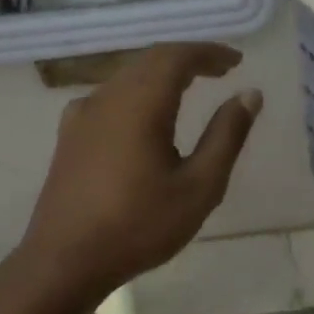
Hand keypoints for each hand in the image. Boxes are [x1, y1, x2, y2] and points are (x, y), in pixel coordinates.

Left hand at [21, 43, 261, 296]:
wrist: (64, 261)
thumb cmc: (139, 225)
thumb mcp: (199, 186)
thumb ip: (226, 136)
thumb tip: (249, 94)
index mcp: (141, 103)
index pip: (177, 56)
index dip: (209, 53)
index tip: (236, 61)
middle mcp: (108, 97)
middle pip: (151, 61)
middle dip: (188, 60)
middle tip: (220, 70)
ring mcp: (82, 115)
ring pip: (128, 77)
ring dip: (161, 75)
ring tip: (190, 88)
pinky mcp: (69, 135)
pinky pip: (109, 97)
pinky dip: (137, 93)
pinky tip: (144, 116)